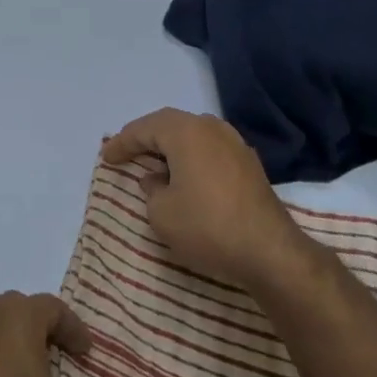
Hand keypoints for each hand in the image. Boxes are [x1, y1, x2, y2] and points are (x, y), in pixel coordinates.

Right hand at [101, 107, 309, 289]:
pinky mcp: (249, 164)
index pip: (144, 129)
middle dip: (145, 137)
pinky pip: (209, 149)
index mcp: (185, 132)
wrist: (270, 252)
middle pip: (169, 124)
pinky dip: (191, 157)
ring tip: (153, 162)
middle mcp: (210, 127)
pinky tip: (184, 175)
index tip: (106, 157)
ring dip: (170, 146)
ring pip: (192, 135)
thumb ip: (151, 190)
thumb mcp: (162, 214)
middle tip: (126, 151)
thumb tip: (157, 179)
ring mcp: (234, 143)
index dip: (122, 142)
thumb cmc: (208, 227)